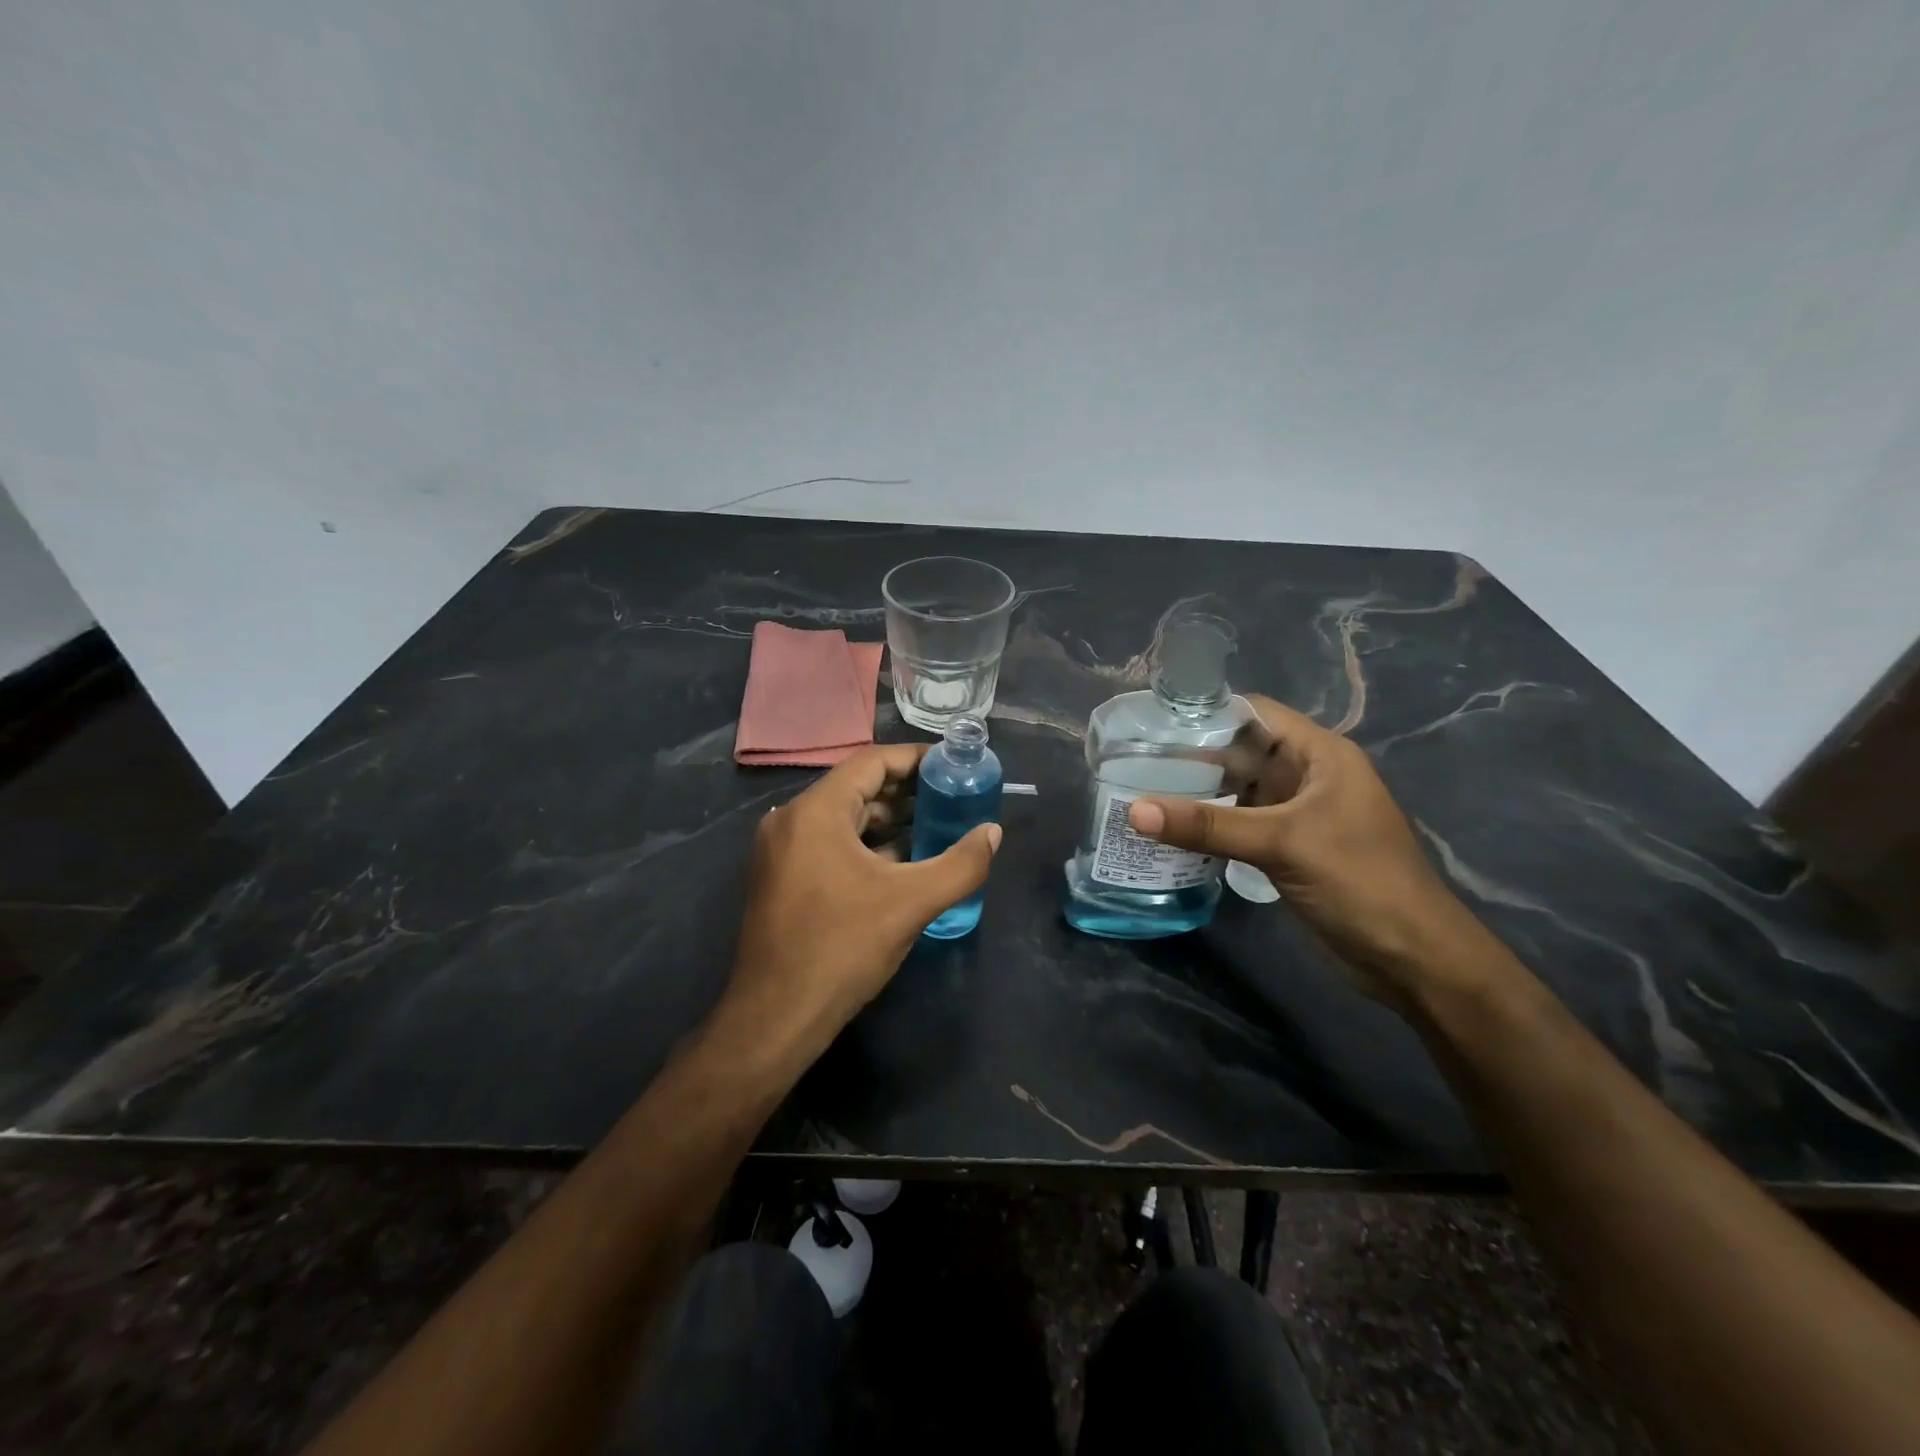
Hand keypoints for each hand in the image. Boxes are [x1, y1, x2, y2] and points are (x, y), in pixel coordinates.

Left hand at [724, 743, 1000, 1052]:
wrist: (776, 1018)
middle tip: (951, 797)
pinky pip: (829, 844)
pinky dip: (866, 845)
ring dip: (888, 820)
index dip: (915, 759)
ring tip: (936, 826)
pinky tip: (902, 861)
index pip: (871, 762)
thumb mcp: (911, 904)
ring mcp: (780, 851)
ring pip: (843, 818)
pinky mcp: (781, 878)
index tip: (952, 765)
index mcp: (814, 812)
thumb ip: (961, 864)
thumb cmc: (842, 949)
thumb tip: (993, 832)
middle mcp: (790, 820)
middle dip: (906, 791)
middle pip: (856, 788)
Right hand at [1128, 695, 1494, 1002]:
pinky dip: (1209, 826)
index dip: (1206, 713)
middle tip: (1132, 761)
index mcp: (1320, 754)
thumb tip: (1134, 811)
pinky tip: (1170, 831)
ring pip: (1237, 791)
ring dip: (1196, 794)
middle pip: (1241, 752)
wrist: (1411, 958)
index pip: (1254, 713)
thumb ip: (1208, 825)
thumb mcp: (1282, 843)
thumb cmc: (1359, 881)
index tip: (1152, 722)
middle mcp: (1307, 775)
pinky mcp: (1287, 848)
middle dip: (1192, 756)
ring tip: (1139, 790)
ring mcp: (1297, 814)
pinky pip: (1239, 825)